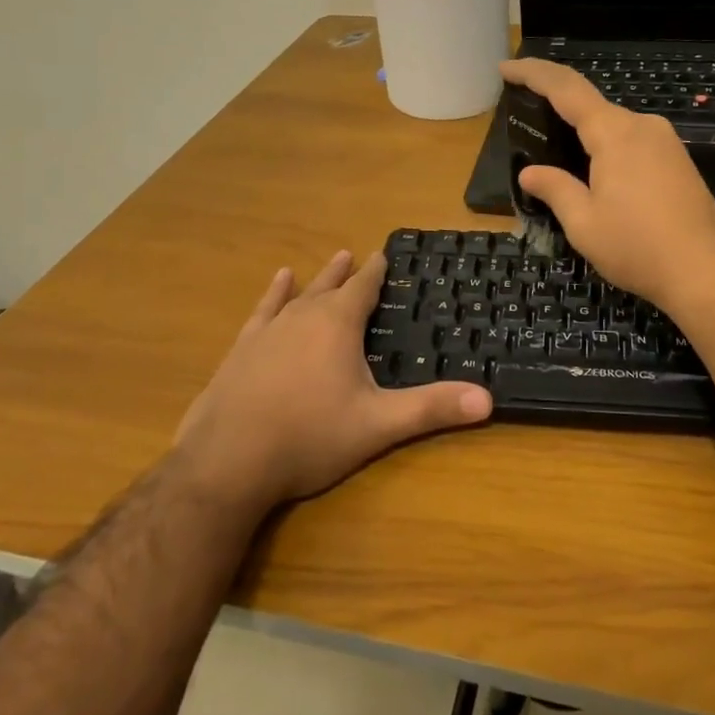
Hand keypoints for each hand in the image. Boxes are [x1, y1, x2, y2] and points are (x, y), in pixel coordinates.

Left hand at [170, 250, 491, 511]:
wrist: (227, 461)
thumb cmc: (310, 437)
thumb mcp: (378, 425)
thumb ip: (432, 409)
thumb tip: (488, 400)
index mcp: (338, 325)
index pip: (364, 288)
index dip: (377, 272)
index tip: (384, 254)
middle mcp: (302, 317)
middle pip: (330, 286)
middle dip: (347, 273)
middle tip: (355, 254)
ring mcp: (268, 331)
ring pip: (297, 295)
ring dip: (314, 280)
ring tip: (325, 262)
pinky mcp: (241, 350)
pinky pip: (262, 312)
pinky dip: (273, 295)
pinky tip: (276, 285)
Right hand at [501, 59, 714, 313]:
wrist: (707, 273)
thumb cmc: (638, 247)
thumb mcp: (583, 223)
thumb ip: (555, 189)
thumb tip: (530, 172)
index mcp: (614, 133)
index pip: (566, 88)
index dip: (533, 73)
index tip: (506, 68)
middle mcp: (643, 126)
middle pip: (591, 105)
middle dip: (557, 108)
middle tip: (527, 122)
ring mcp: (666, 142)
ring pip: (614, 126)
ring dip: (583, 133)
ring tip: (557, 155)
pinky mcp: (679, 161)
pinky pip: (632, 142)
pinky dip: (606, 148)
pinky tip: (596, 173)